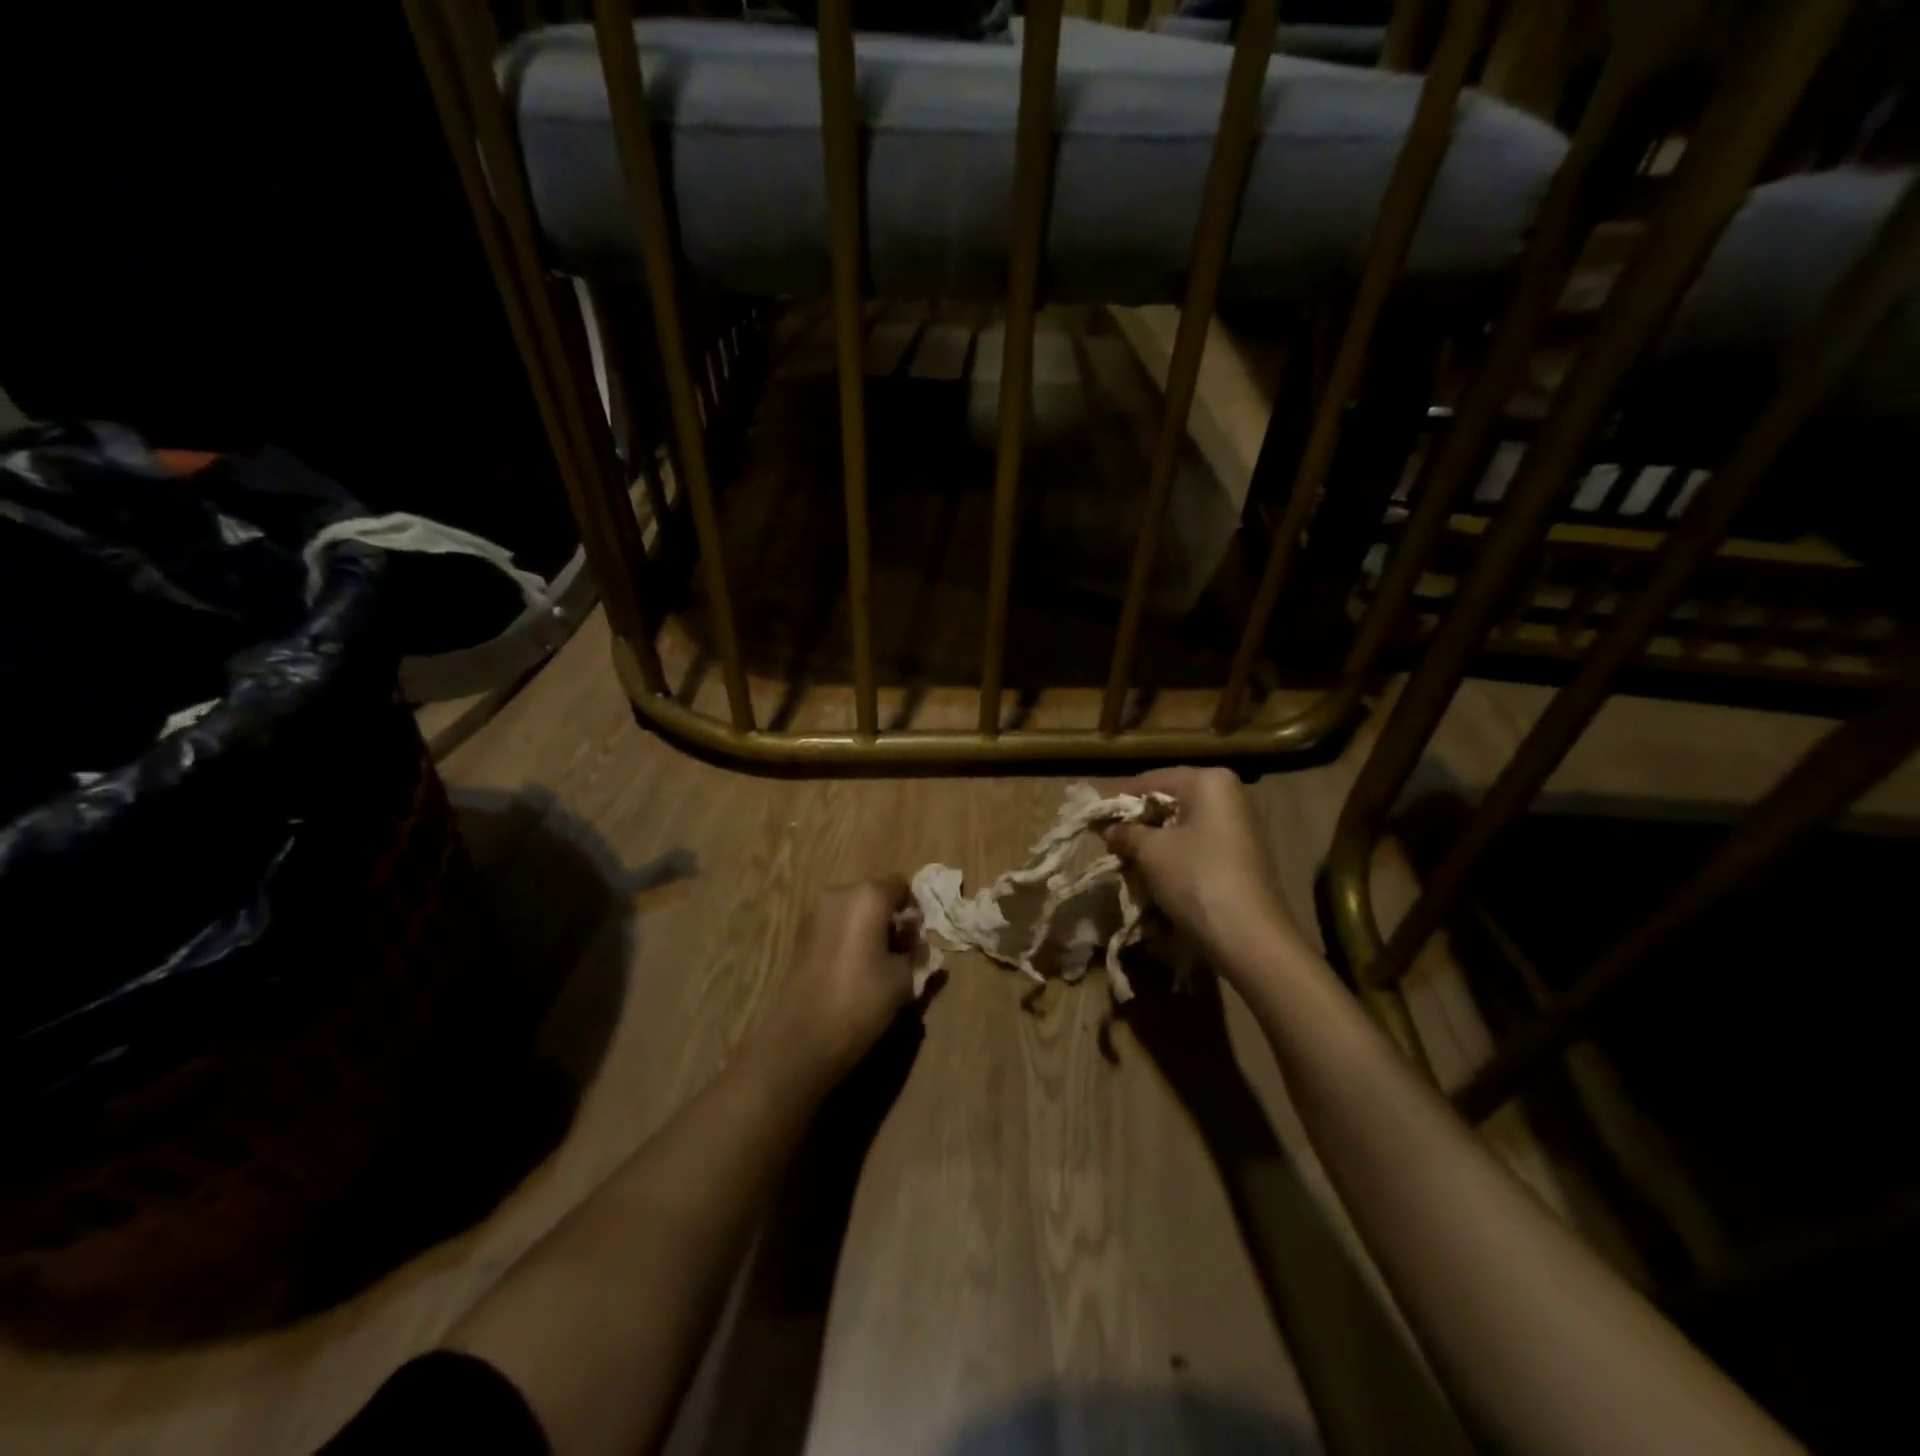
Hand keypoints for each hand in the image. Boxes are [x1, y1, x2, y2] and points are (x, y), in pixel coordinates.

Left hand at [756, 877, 916, 1082]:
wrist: (804, 1036)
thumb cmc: (862, 1000)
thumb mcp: (904, 978)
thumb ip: (915, 953)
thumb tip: (915, 944)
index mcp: (868, 896)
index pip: (901, 887)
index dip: (914, 910)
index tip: (917, 940)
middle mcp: (839, 895)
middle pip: (875, 896)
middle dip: (890, 918)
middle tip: (901, 952)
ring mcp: (816, 913)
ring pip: (853, 911)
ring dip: (868, 928)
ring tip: (877, 964)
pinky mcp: (801, 934)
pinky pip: (835, 925)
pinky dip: (848, 937)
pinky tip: (853, 969)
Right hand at [1102, 768, 1302, 969]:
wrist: (1249, 936)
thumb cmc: (1196, 878)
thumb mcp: (1150, 851)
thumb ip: (1125, 832)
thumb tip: (1109, 828)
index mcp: (1209, 781)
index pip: (1150, 781)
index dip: (1118, 801)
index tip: (1093, 819)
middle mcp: (1229, 796)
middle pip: (1168, 804)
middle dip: (1138, 827)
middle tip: (1111, 847)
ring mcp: (1240, 828)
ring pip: (1181, 829)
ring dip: (1153, 848)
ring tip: (1131, 870)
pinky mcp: (1242, 857)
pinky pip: (1197, 849)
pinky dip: (1174, 861)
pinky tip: (1157, 883)